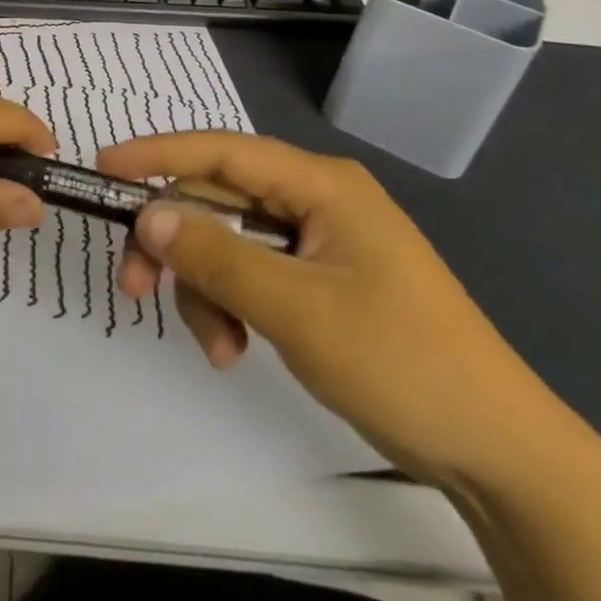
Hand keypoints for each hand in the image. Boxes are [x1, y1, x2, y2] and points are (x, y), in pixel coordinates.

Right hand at [100, 133, 565, 490]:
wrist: (496, 451)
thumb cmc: (402, 363)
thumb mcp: (297, 310)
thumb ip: (217, 256)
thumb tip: (147, 213)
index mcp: (321, 185)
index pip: (223, 150)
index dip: (158, 154)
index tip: (104, 168)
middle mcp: (316, 201)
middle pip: (219, 200)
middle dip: (177, 243)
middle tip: (134, 285)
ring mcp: (318, 243)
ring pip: (229, 243)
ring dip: (205, 288)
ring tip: (216, 347)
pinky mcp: (318, 281)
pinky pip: (251, 275)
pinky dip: (230, 306)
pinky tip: (233, 348)